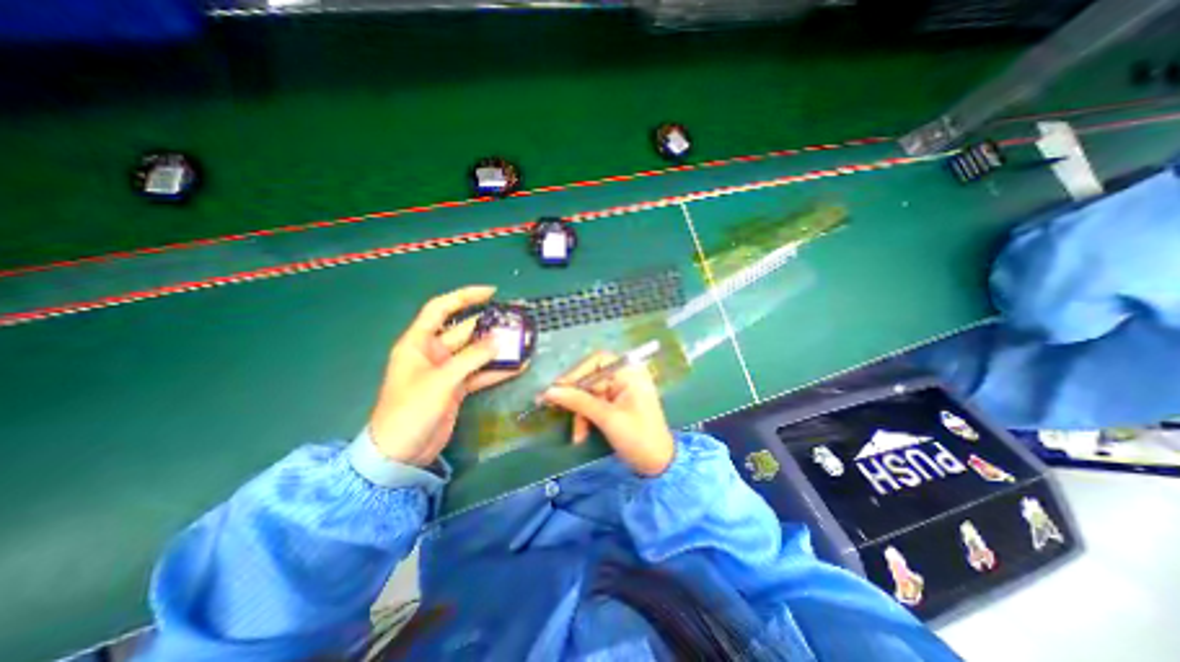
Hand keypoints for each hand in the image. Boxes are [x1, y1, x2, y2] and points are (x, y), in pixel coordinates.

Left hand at [367, 287, 524, 467]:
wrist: (401, 453)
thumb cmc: (410, 410)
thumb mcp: (441, 381)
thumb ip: (472, 358)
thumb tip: (500, 340)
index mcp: (419, 343)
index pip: (441, 308)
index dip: (465, 296)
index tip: (492, 293)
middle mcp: (433, 352)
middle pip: (464, 331)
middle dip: (489, 325)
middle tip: (516, 321)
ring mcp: (447, 371)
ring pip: (476, 352)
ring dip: (496, 348)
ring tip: (522, 341)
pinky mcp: (457, 388)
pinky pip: (480, 373)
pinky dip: (497, 370)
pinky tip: (518, 366)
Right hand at [540, 352, 671, 476]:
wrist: (658, 464)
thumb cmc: (638, 437)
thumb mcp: (607, 418)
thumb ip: (578, 401)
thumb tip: (549, 391)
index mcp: (630, 372)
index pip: (597, 361)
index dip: (575, 372)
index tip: (557, 388)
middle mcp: (625, 376)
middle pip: (591, 378)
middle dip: (576, 398)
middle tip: (553, 408)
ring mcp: (621, 390)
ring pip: (589, 394)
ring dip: (580, 413)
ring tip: (577, 435)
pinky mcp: (616, 404)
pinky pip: (594, 404)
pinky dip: (586, 418)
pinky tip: (582, 435)